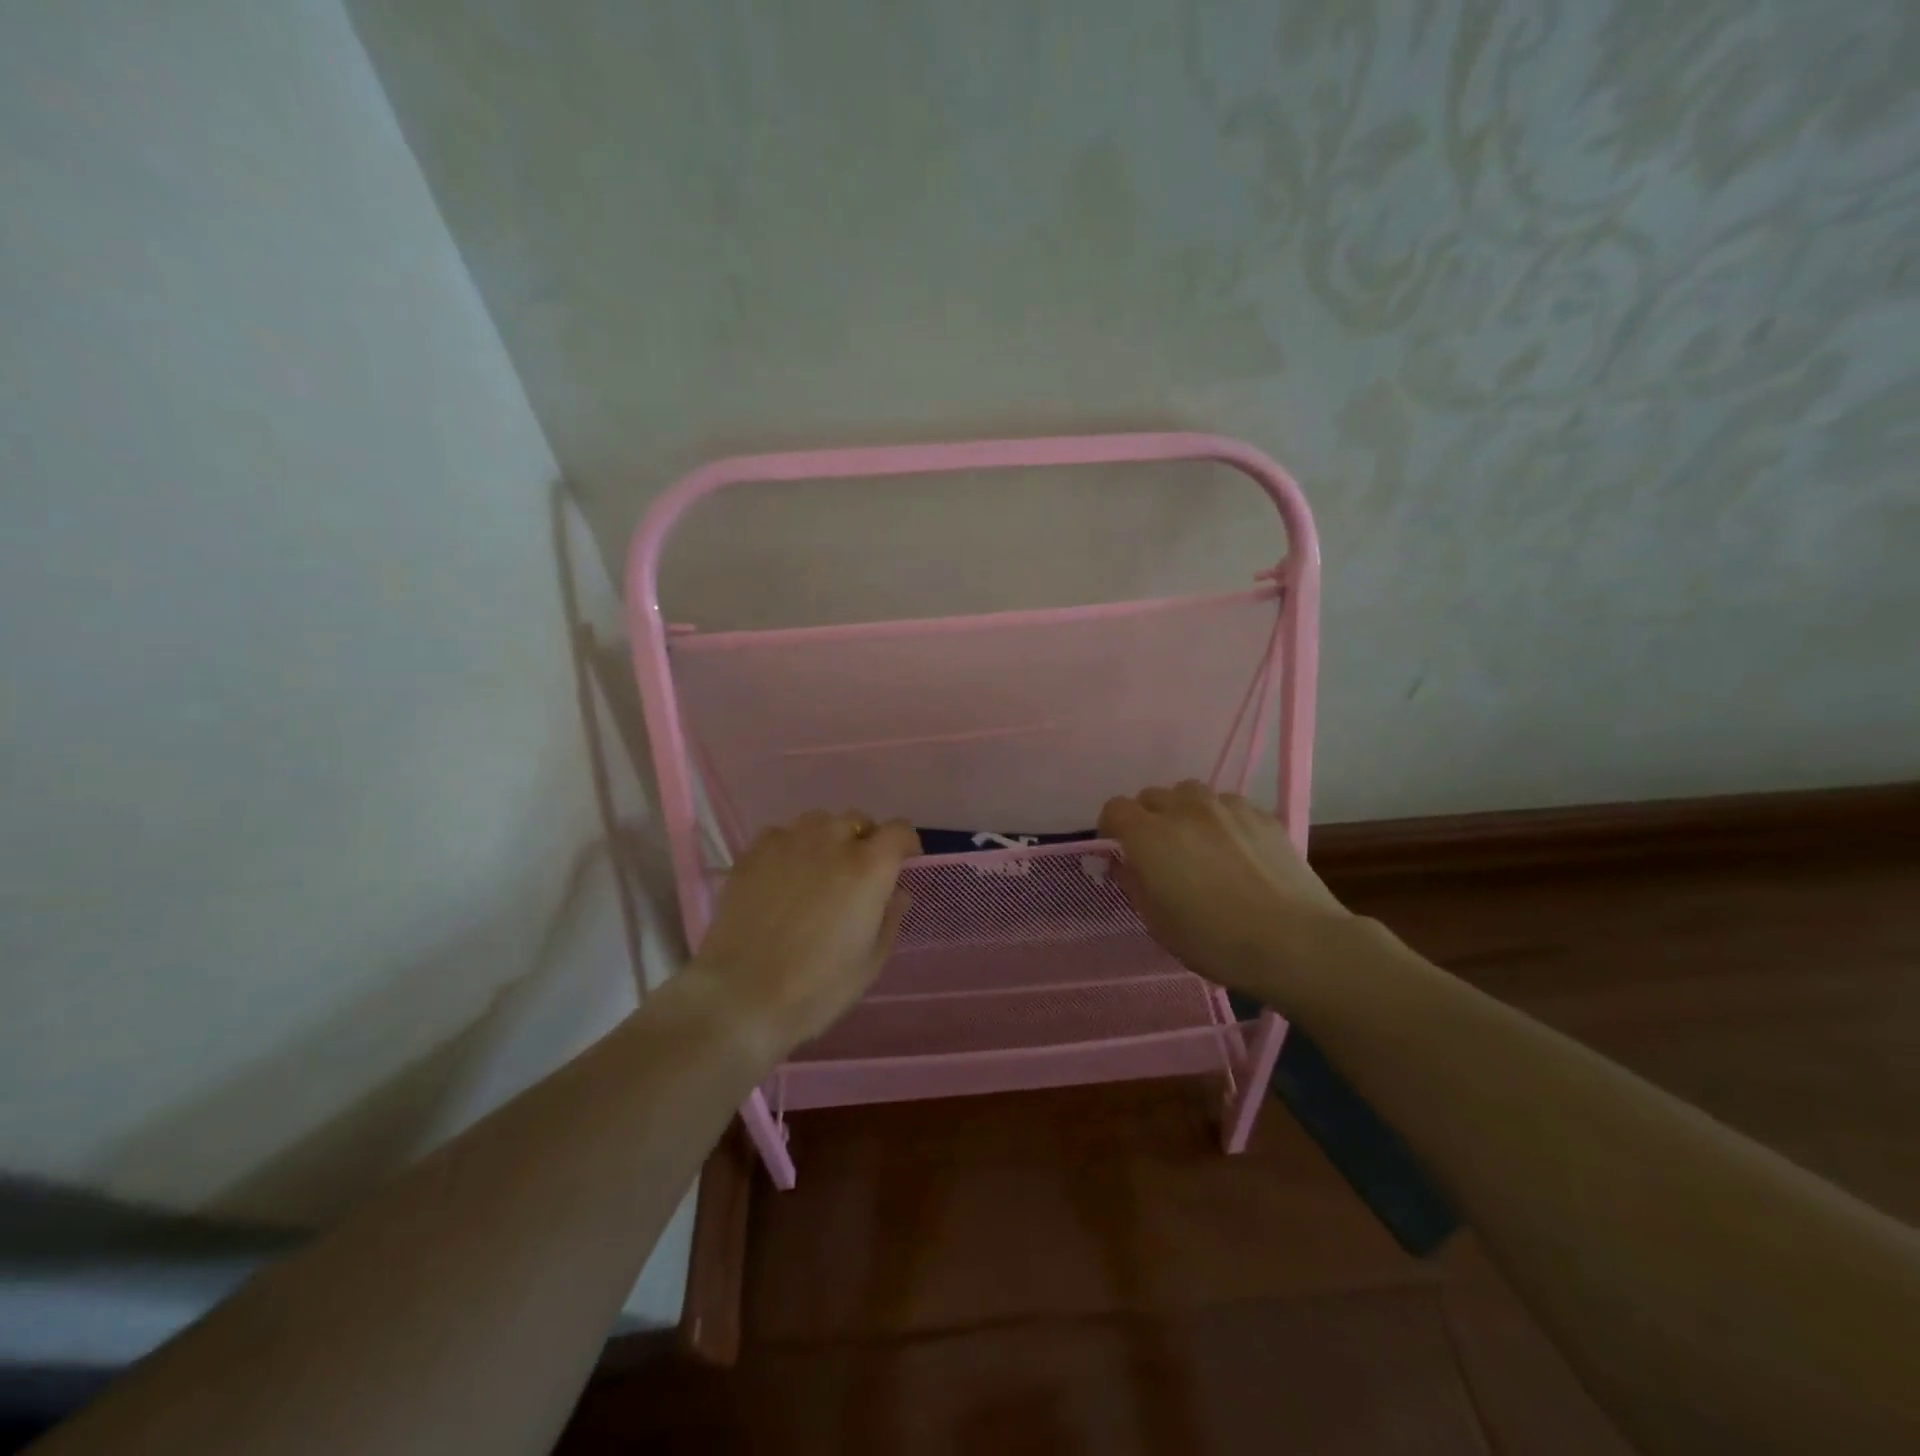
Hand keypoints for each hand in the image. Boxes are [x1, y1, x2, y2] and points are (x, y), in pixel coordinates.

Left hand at [687, 810, 919, 1054]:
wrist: (742, 995)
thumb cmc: (817, 987)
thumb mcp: (870, 963)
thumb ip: (890, 919)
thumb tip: (896, 893)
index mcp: (869, 867)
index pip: (899, 830)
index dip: (904, 845)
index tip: (901, 865)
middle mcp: (832, 841)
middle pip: (858, 821)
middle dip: (864, 841)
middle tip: (856, 875)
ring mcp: (789, 842)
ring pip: (818, 821)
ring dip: (827, 838)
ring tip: (817, 869)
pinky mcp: (754, 852)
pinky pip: (781, 834)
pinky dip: (789, 847)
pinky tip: (782, 875)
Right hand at [1098, 781, 1350, 995]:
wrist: (1296, 941)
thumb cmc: (1215, 940)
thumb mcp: (1158, 923)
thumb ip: (1134, 883)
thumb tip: (1125, 862)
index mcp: (1150, 835)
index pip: (1115, 809)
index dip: (1112, 828)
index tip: (1121, 852)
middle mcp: (1184, 808)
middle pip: (1152, 796)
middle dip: (1148, 818)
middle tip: (1160, 853)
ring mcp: (1227, 806)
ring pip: (1191, 794)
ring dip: (1184, 812)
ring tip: (1199, 844)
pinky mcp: (1262, 814)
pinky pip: (1228, 805)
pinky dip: (1221, 820)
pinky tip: (1237, 850)